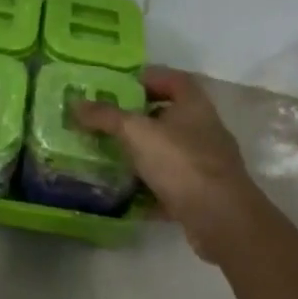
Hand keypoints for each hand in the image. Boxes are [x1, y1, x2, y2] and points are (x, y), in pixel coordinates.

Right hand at [73, 67, 262, 260]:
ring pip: (168, 152)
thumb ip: (105, 116)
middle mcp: (204, 129)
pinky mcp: (203, 195)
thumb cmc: (181, 162)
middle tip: (107, 122)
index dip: (147, 78)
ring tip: (110, 156)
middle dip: (138, 119)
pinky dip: (150, 189)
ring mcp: (207, 164)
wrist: (222, 220)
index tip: (119, 87)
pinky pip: (171, 185)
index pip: (171, 79)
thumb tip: (75, 103)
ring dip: (142, 155)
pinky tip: (126, 195)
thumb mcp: (136, 132)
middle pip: (168, 116)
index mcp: (194, 105)